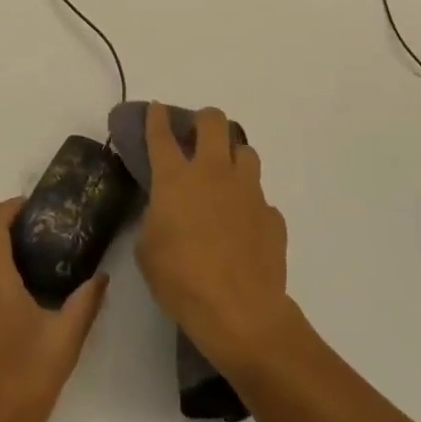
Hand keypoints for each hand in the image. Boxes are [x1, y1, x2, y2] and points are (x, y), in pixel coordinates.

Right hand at [135, 104, 296, 377]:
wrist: (240, 313)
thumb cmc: (182, 280)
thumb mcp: (148, 249)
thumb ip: (154, 218)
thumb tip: (165, 210)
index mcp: (176, 178)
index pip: (162, 135)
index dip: (157, 117)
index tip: (157, 108)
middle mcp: (214, 173)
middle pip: (214, 122)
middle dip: (204, 120)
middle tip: (197, 136)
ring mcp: (248, 191)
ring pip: (245, 150)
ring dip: (232, 155)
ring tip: (224, 176)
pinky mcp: (272, 215)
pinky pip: (260, 197)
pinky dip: (249, 202)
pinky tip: (243, 225)